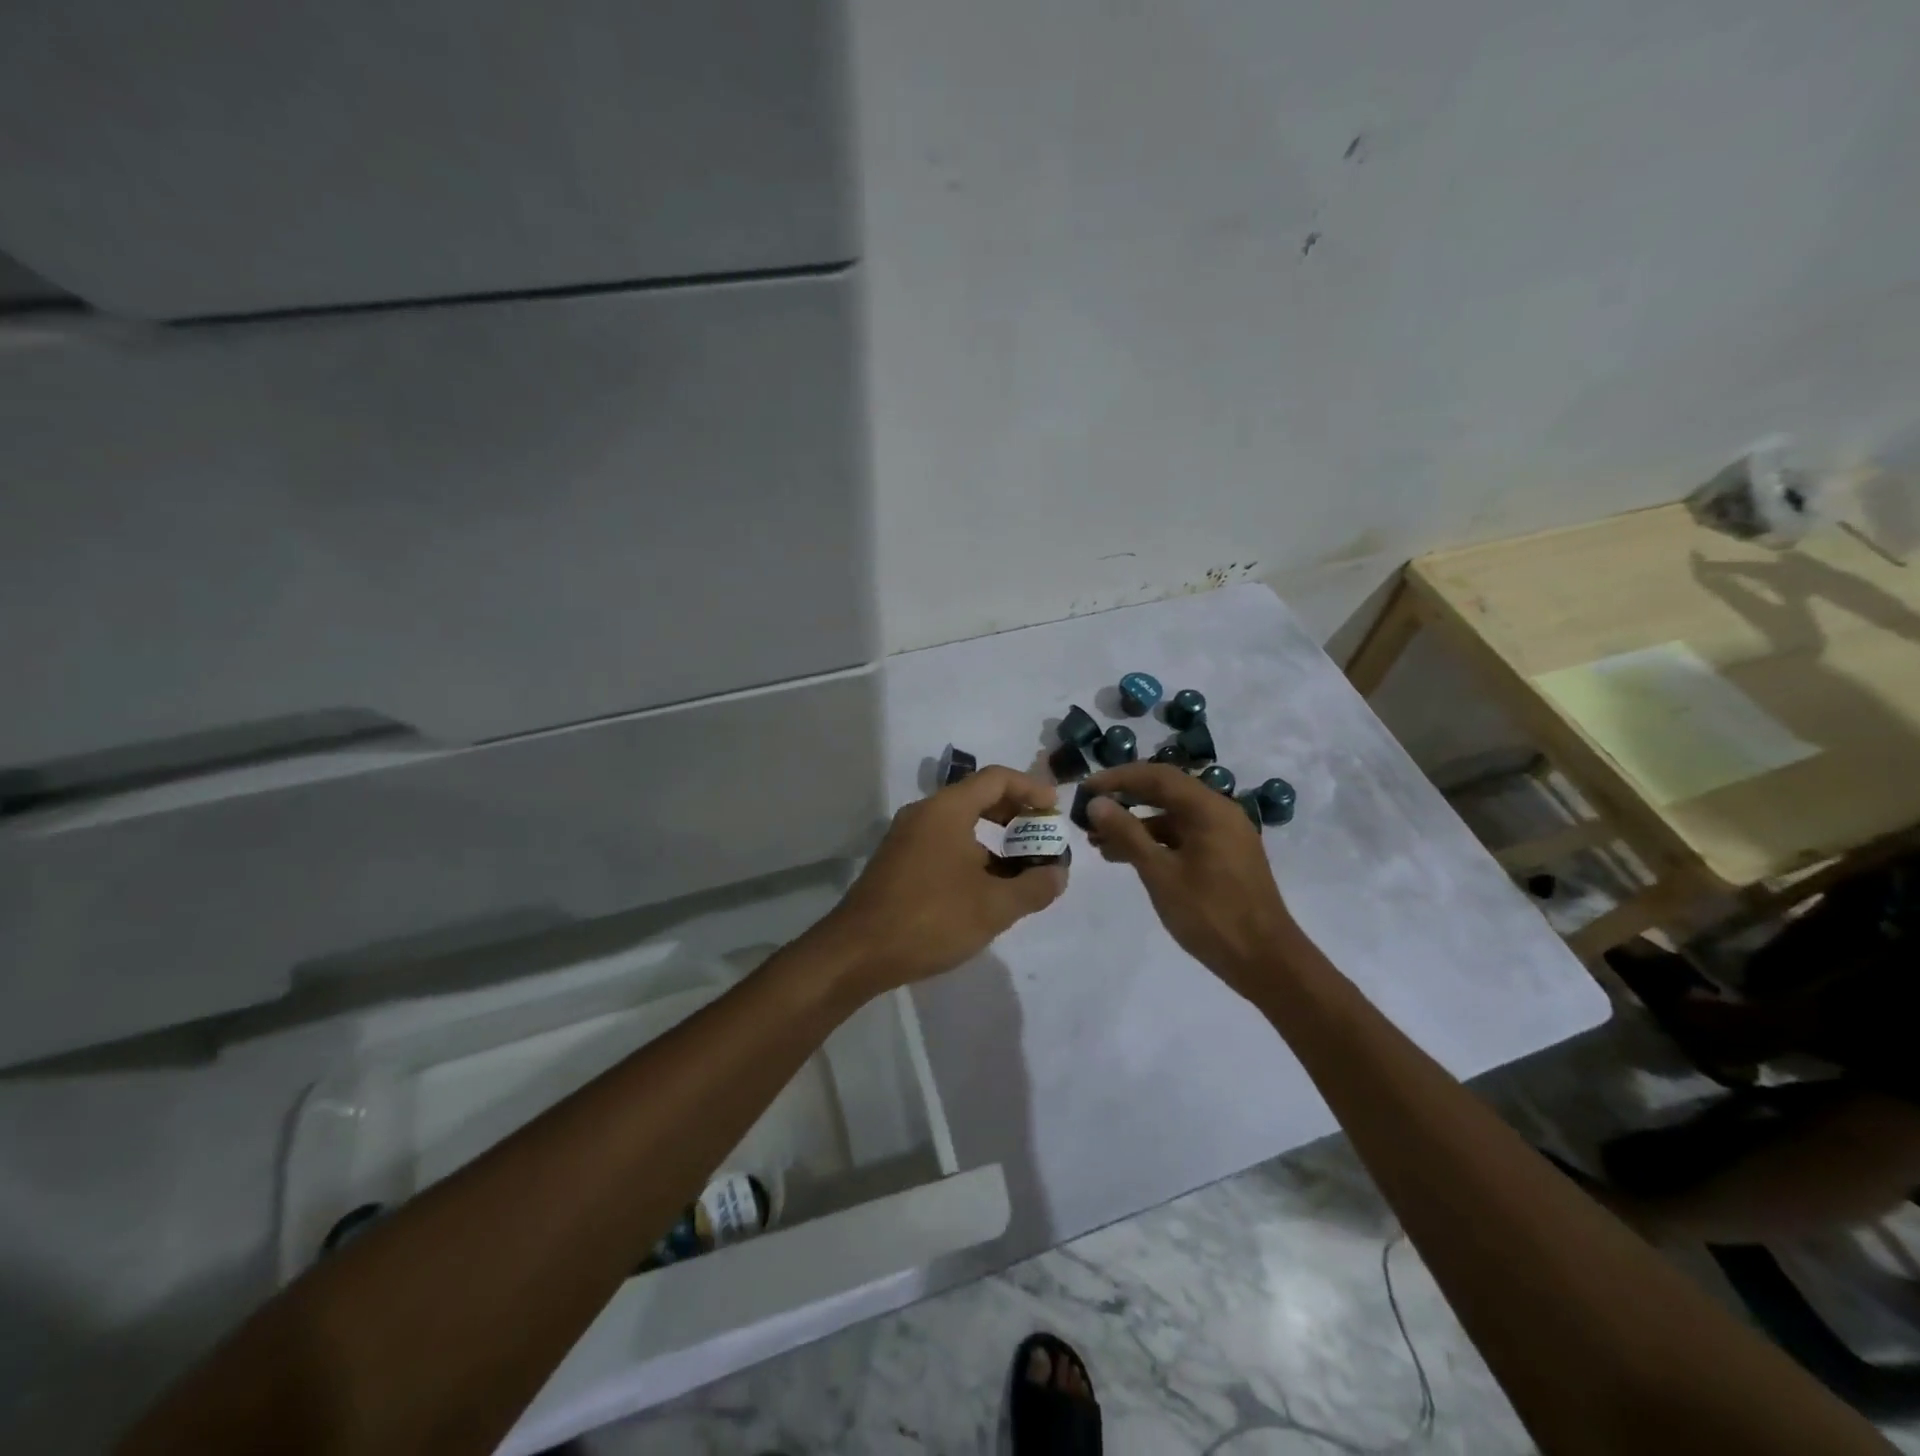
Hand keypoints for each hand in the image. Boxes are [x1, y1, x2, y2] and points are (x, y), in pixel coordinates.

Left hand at [813, 765, 1067, 994]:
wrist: (857, 952)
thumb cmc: (931, 919)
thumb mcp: (994, 907)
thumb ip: (1034, 887)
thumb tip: (1058, 873)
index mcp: (947, 809)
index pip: (997, 779)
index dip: (1031, 789)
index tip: (1054, 811)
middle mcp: (924, 813)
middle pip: (977, 797)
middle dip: (1014, 814)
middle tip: (1041, 837)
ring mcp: (906, 837)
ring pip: (959, 824)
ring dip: (994, 840)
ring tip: (1021, 872)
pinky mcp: (897, 862)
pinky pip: (943, 844)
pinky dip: (971, 855)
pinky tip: (984, 890)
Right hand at [1083, 763, 1294, 995]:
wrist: (1265, 961)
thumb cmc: (1210, 913)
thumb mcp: (1160, 873)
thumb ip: (1127, 834)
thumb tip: (1097, 803)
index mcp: (1208, 809)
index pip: (1156, 776)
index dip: (1117, 778)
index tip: (1085, 789)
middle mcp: (1220, 813)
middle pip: (1165, 793)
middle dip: (1124, 802)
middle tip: (1088, 815)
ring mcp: (1225, 836)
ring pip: (1172, 819)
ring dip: (1136, 826)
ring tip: (1099, 844)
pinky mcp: (1225, 857)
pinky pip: (1184, 838)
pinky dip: (1155, 843)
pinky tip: (1128, 859)